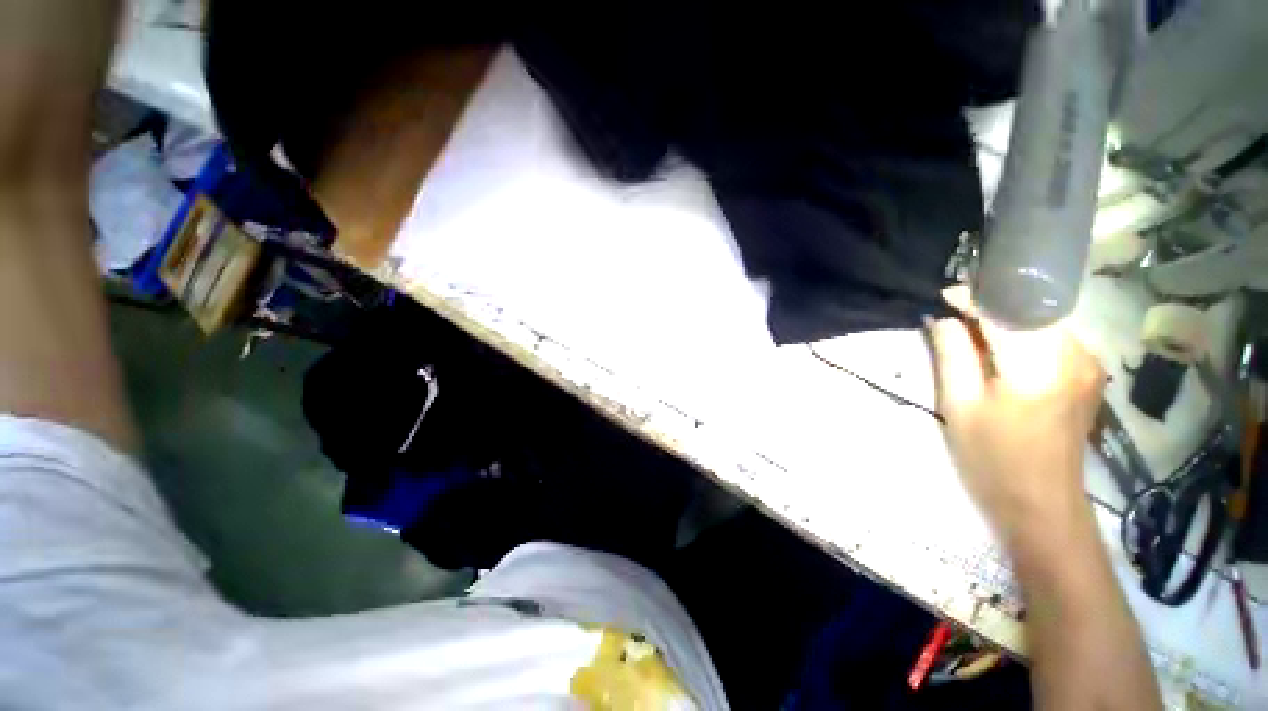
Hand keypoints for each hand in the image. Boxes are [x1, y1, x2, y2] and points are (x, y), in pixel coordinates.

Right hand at [927, 287, 1104, 547]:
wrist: (1043, 506)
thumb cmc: (992, 459)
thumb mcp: (959, 406)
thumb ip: (951, 354)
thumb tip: (940, 317)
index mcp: (1038, 364)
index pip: (1004, 310)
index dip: (972, 298)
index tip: (941, 296)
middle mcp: (1075, 354)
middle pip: (1030, 310)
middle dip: (990, 305)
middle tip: (952, 314)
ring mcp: (1089, 365)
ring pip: (1043, 322)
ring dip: (1007, 319)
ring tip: (971, 329)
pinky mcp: (1089, 375)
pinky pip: (1054, 339)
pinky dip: (1025, 334)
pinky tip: (1002, 349)